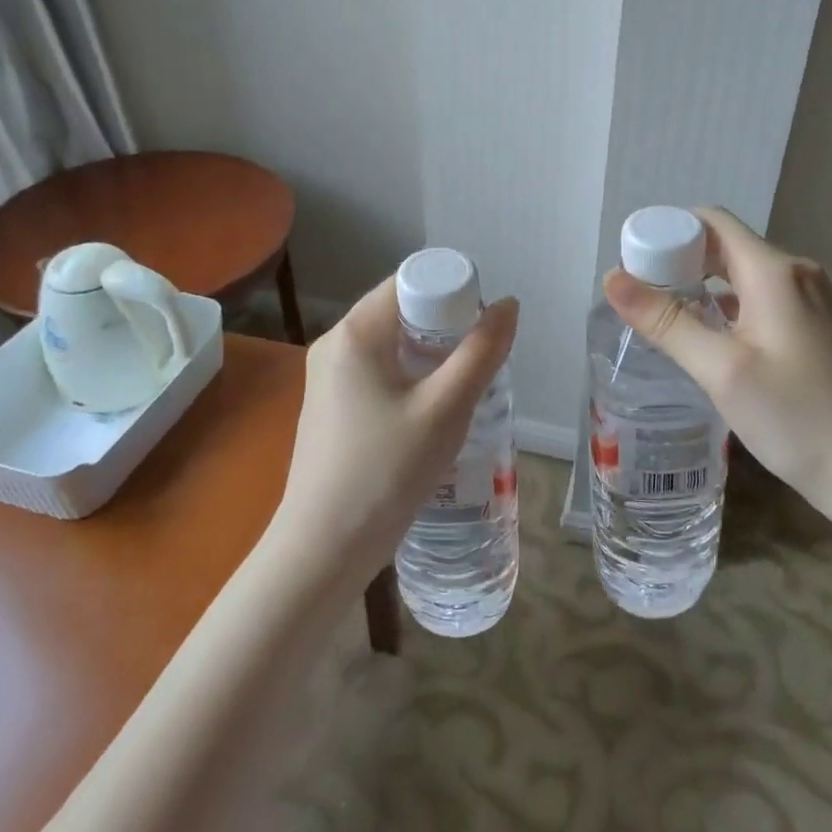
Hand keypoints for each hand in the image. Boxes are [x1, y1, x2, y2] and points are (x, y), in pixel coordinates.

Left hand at [271, 275, 518, 587]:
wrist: (323, 549)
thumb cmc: (386, 472)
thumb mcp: (445, 410)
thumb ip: (481, 353)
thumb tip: (508, 305)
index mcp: (355, 332)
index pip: (409, 282)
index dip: (453, 292)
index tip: (485, 326)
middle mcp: (335, 344)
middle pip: (401, 312)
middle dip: (447, 327)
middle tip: (483, 359)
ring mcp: (328, 378)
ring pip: (392, 345)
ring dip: (431, 356)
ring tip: (466, 387)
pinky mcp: (331, 408)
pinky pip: (379, 373)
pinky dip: (411, 378)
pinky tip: (434, 412)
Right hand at [602, 207, 831, 512]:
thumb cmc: (796, 416)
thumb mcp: (722, 369)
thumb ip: (666, 321)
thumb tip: (611, 278)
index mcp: (774, 271)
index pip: (713, 221)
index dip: (669, 230)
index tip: (632, 259)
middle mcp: (794, 274)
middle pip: (725, 246)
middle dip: (678, 260)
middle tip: (637, 292)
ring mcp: (807, 302)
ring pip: (740, 275)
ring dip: (699, 285)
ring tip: (659, 314)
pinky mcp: (811, 329)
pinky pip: (756, 300)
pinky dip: (723, 306)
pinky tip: (702, 336)